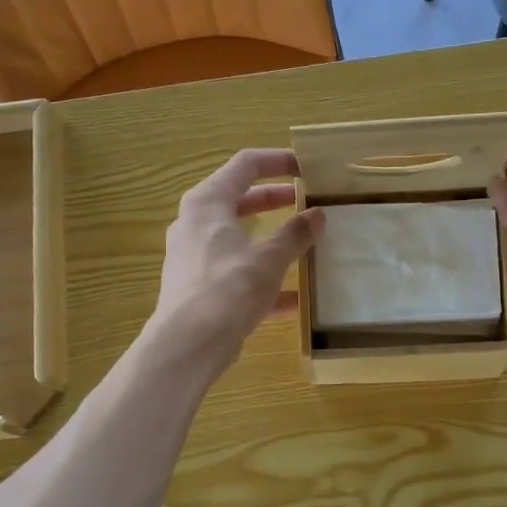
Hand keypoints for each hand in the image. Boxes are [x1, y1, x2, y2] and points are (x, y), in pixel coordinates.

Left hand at [148, 149, 323, 375]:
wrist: (188, 344)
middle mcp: (195, 225)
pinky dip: (262, 280)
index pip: (244, 165)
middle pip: (239, 201)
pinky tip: (292, 300)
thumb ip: (295, 234)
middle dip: (274, 201)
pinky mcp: (199, 289)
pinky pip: (235, 275)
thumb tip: (318, 215)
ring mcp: (194, 258)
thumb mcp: (269, 258)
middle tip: (305, 202)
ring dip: (269, 241)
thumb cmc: (228, 288)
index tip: (305, 167)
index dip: (277, 161)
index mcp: (207, 203)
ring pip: (238, 240)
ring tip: (303, 246)